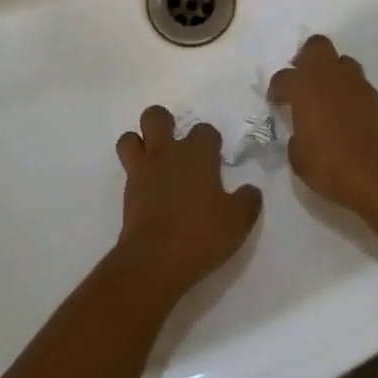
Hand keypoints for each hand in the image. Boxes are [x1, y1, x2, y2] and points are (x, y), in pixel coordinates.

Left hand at [113, 106, 262, 301]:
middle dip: (164, 124)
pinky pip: (126, 169)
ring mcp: (144, 169)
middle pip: (156, 117)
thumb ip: (248, 202)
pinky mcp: (127, 191)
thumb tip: (251, 190)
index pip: (205, 130)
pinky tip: (146, 189)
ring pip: (130, 137)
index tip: (214, 158)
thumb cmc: (200, 235)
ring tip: (152, 160)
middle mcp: (168, 152)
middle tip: (175, 146)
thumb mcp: (237, 223)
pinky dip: (134, 173)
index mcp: (197, 153)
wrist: (155, 261)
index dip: (210, 142)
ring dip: (140, 144)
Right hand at [268, 35, 377, 218]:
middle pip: (317, 46)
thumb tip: (301, 134)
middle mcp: (330, 76)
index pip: (283, 78)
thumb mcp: (300, 160)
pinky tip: (350, 116)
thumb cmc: (333, 166)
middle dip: (307, 58)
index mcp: (304, 87)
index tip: (276, 102)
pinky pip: (359, 86)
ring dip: (333, 74)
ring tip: (329, 98)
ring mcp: (357, 84)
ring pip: (342, 62)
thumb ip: (297, 139)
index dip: (277, 89)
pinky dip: (351, 95)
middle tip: (303, 80)